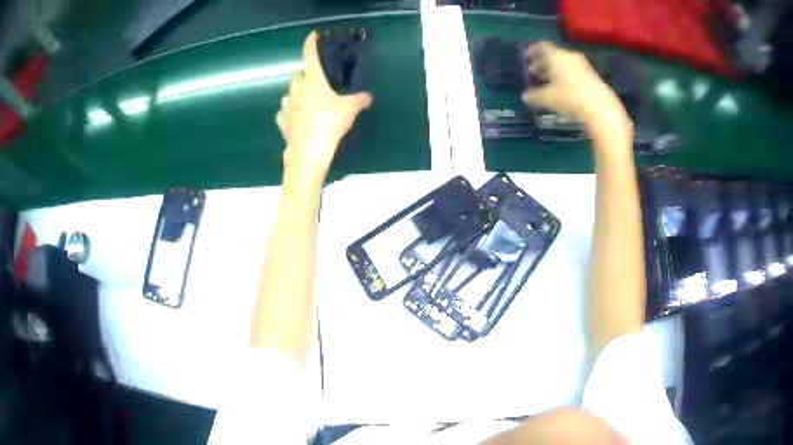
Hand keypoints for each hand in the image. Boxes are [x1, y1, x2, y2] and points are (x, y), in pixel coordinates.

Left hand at [276, 31, 371, 187]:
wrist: (308, 154)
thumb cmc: (328, 125)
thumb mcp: (350, 111)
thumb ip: (359, 100)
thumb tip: (367, 97)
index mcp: (312, 81)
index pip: (309, 56)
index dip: (311, 43)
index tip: (312, 36)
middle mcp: (296, 90)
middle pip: (297, 75)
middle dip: (305, 74)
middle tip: (317, 80)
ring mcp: (286, 107)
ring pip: (289, 92)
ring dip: (297, 92)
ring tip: (308, 99)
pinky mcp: (282, 122)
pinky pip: (284, 111)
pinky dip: (290, 111)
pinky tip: (297, 118)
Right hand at [521, 42, 627, 130]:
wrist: (601, 108)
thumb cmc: (570, 97)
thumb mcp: (548, 98)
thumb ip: (534, 96)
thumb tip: (525, 96)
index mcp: (556, 56)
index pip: (541, 46)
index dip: (532, 51)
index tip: (526, 57)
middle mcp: (569, 56)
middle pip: (553, 55)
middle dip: (542, 63)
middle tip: (534, 73)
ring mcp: (582, 65)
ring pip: (563, 64)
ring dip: (554, 71)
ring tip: (547, 82)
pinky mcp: (592, 76)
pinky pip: (573, 71)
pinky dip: (565, 76)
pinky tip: (563, 89)